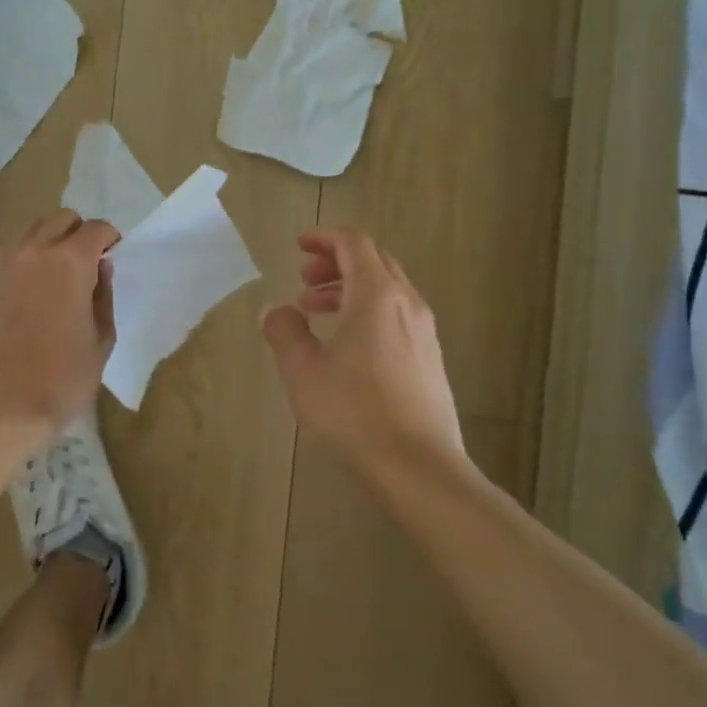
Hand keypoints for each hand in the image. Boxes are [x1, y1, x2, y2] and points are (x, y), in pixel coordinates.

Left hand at [0, 210, 118, 437]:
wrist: (7, 405)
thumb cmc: (66, 376)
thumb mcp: (102, 336)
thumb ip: (104, 293)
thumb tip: (100, 267)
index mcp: (71, 261)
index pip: (96, 229)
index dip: (110, 239)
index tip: (113, 255)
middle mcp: (35, 251)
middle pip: (61, 219)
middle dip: (79, 233)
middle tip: (87, 262)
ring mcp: (4, 264)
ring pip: (32, 230)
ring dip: (50, 240)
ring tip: (57, 272)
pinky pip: (9, 254)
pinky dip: (25, 258)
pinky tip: (31, 288)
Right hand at [260, 230, 464, 473]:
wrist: (419, 468)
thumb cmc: (354, 412)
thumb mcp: (303, 370)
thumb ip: (285, 331)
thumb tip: (277, 310)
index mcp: (377, 295)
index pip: (354, 244)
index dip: (324, 238)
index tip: (299, 247)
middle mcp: (407, 304)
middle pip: (373, 262)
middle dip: (335, 263)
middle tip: (303, 281)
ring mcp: (424, 332)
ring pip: (386, 290)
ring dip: (349, 289)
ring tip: (315, 312)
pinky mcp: (430, 359)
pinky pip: (396, 316)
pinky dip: (367, 312)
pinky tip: (345, 346)